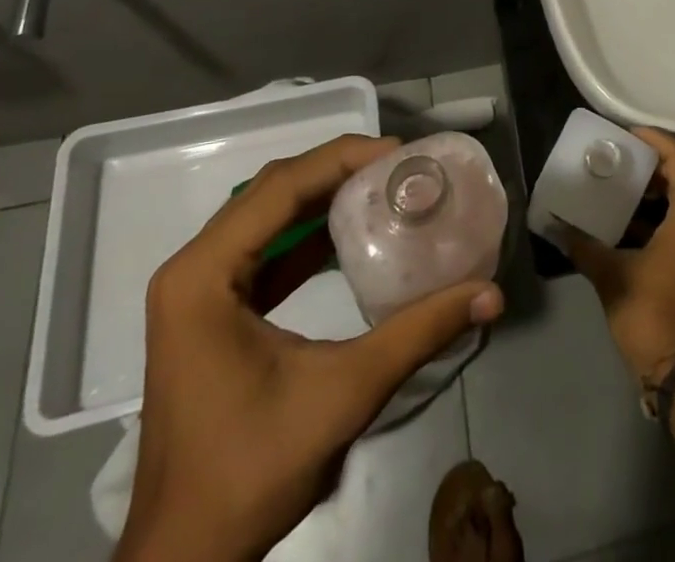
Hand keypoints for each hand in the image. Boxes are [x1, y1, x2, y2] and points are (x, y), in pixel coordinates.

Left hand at [117, 135, 505, 561]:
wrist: (184, 561)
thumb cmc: (250, 472)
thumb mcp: (343, 394)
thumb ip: (418, 334)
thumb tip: (489, 293)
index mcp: (204, 275)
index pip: (280, 188)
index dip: (342, 159)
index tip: (400, 153)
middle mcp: (192, 268)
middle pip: (272, 191)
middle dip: (338, 169)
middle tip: (399, 165)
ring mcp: (197, 290)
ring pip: (267, 215)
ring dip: (325, 196)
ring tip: (384, 185)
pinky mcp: (210, 311)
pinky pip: (264, 248)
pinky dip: (309, 233)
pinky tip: (352, 231)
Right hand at [569, 128, 674, 381]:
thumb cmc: (650, 313)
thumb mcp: (611, 275)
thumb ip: (583, 245)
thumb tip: (556, 226)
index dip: (655, 139)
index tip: (626, 134)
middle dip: (651, 164)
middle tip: (618, 158)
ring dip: (654, 192)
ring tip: (618, 187)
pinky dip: (659, 217)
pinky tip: (627, 226)